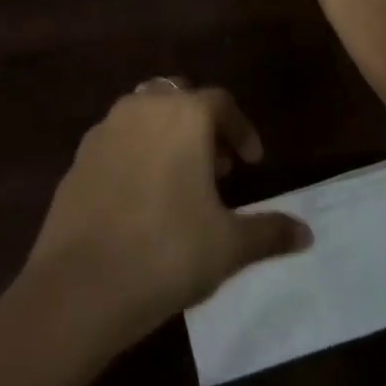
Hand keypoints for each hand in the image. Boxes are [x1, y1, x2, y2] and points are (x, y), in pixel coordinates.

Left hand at [24, 83, 310, 351]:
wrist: (80, 286)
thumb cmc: (167, 253)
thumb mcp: (229, 246)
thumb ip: (270, 232)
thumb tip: (307, 234)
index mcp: (184, 115)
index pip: (221, 103)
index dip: (242, 130)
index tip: (252, 162)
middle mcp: (144, 107)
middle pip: (180, 100)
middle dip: (202, 127)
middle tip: (216, 169)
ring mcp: (105, 129)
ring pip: (144, 115)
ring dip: (166, 136)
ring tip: (179, 182)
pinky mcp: (78, 157)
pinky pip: (116, 141)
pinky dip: (134, 154)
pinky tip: (139, 199)